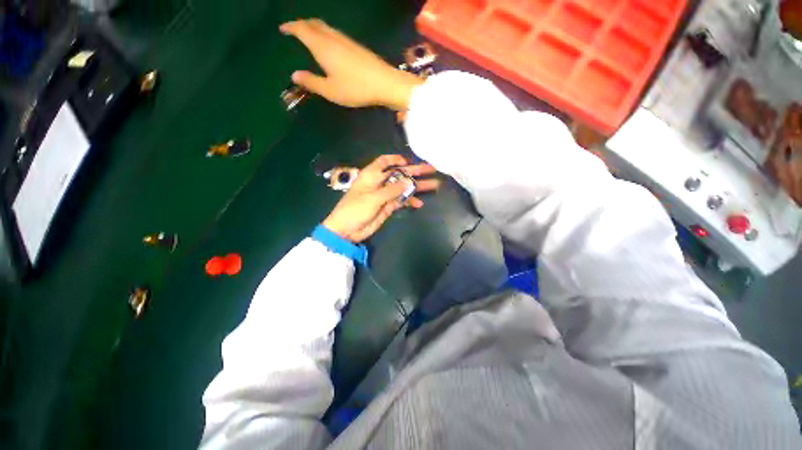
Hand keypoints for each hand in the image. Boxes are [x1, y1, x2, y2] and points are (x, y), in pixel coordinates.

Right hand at [280, 19, 423, 110]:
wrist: (384, 83)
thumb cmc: (355, 88)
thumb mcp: (331, 90)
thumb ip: (312, 82)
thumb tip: (294, 75)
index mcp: (322, 46)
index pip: (302, 29)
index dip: (291, 27)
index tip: (283, 28)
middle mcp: (333, 38)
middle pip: (314, 23)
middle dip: (302, 24)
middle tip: (294, 30)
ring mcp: (346, 40)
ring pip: (326, 27)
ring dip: (314, 27)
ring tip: (310, 35)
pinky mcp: (356, 46)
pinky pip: (335, 34)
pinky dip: (326, 34)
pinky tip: (329, 44)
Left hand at [322, 155, 439, 242]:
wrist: (347, 230)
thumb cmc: (355, 209)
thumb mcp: (373, 198)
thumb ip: (392, 190)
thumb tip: (409, 181)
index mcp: (371, 175)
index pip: (384, 162)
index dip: (397, 159)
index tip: (409, 161)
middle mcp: (380, 183)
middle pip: (399, 174)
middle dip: (414, 171)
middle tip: (431, 169)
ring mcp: (385, 195)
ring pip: (403, 188)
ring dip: (417, 187)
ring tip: (434, 185)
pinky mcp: (388, 206)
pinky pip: (402, 201)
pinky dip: (410, 201)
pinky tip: (419, 203)